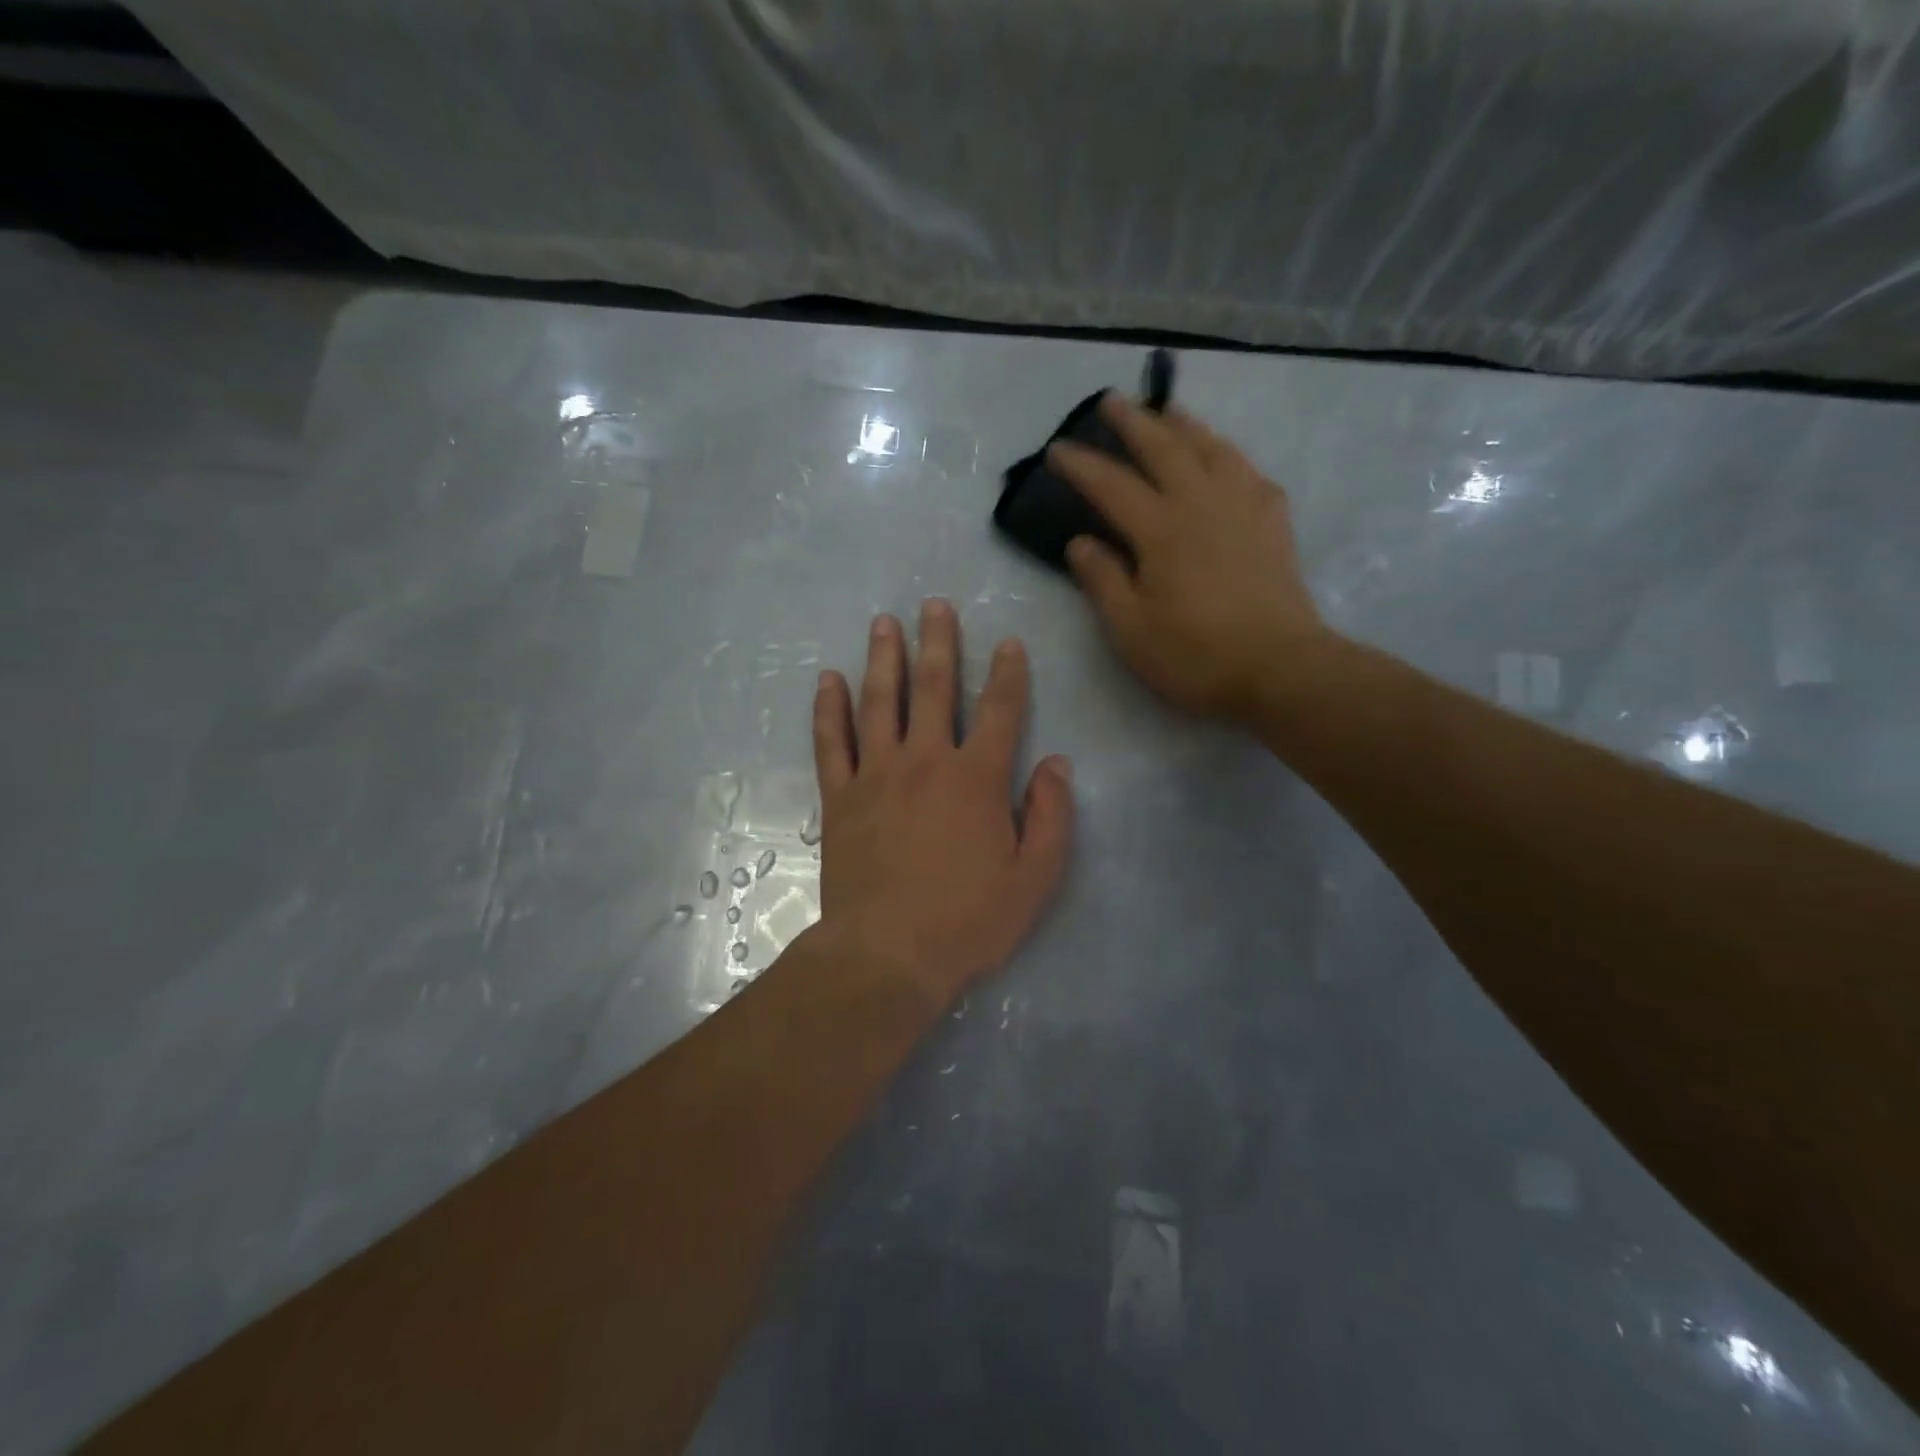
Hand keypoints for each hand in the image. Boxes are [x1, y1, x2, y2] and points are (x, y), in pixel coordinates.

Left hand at [811, 601, 1073, 1007]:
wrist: (887, 954)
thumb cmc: (967, 921)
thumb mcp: (1034, 878)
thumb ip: (1051, 816)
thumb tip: (1057, 764)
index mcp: (977, 778)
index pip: (999, 711)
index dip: (1008, 674)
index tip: (1009, 643)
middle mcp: (926, 761)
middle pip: (933, 688)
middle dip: (938, 643)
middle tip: (934, 605)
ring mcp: (876, 775)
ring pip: (879, 702)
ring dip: (883, 658)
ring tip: (884, 622)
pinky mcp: (840, 797)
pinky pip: (831, 741)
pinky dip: (829, 708)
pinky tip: (827, 679)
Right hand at [1049, 393, 1329, 722]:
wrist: (1280, 668)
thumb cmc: (1196, 655)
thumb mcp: (1131, 629)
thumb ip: (1102, 581)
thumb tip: (1080, 543)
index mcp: (1161, 530)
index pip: (1112, 485)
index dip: (1082, 465)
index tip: (1057, 448)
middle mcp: (1201, 504)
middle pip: (1164, 449)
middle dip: (1133, 422)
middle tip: (1112, 400)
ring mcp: (1243, 507)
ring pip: (1211, 448)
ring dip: (1184, 425)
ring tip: (1167, 410)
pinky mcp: (1273, 522)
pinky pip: (1249, 472)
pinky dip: (1230, 456)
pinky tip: (1225, 460)